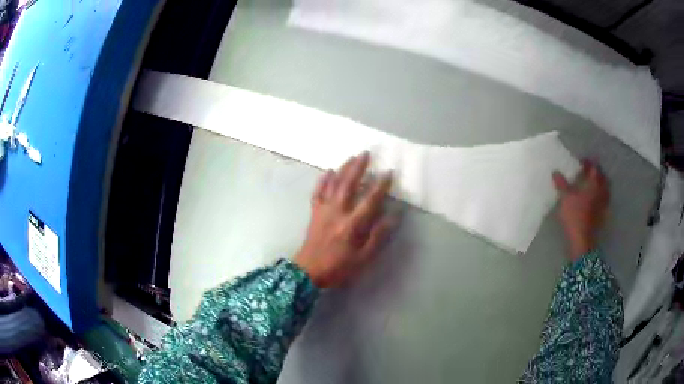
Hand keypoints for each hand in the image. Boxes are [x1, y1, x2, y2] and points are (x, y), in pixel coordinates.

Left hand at [294, 153, 394, 287]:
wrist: (308, 272)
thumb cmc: (338, 267)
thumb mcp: (363, 259)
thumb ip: (378, 237)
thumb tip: (394, 217)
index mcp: (352, 225)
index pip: (370, 200)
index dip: (381, 186)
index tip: (388, 172)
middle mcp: (338, 212)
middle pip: (349, 185)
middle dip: (358, 168)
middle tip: (366, 153)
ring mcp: (324, 211)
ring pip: (334, 185)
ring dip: (343, 169)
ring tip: (352, 157)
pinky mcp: (314, 213)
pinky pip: (318, 193)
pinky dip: (323, 181)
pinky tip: (329, 171)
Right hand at [552, 160, 608, 260]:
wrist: (582, 239)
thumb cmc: (575, 215)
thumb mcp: (565, 198)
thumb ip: (561, 184)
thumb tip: (555, 172)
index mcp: (593, 184)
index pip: (593, 168)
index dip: (588, 163)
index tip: (582, 162)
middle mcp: (601, 190)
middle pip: (602, 177)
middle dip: (597, 172)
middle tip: (590, 171)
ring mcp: (604, 203)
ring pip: (605, 188)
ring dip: (601, 183)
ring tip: (593, 184)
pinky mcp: (603, 214)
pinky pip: (604, 199)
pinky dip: (601, 195)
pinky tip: (596, 199)